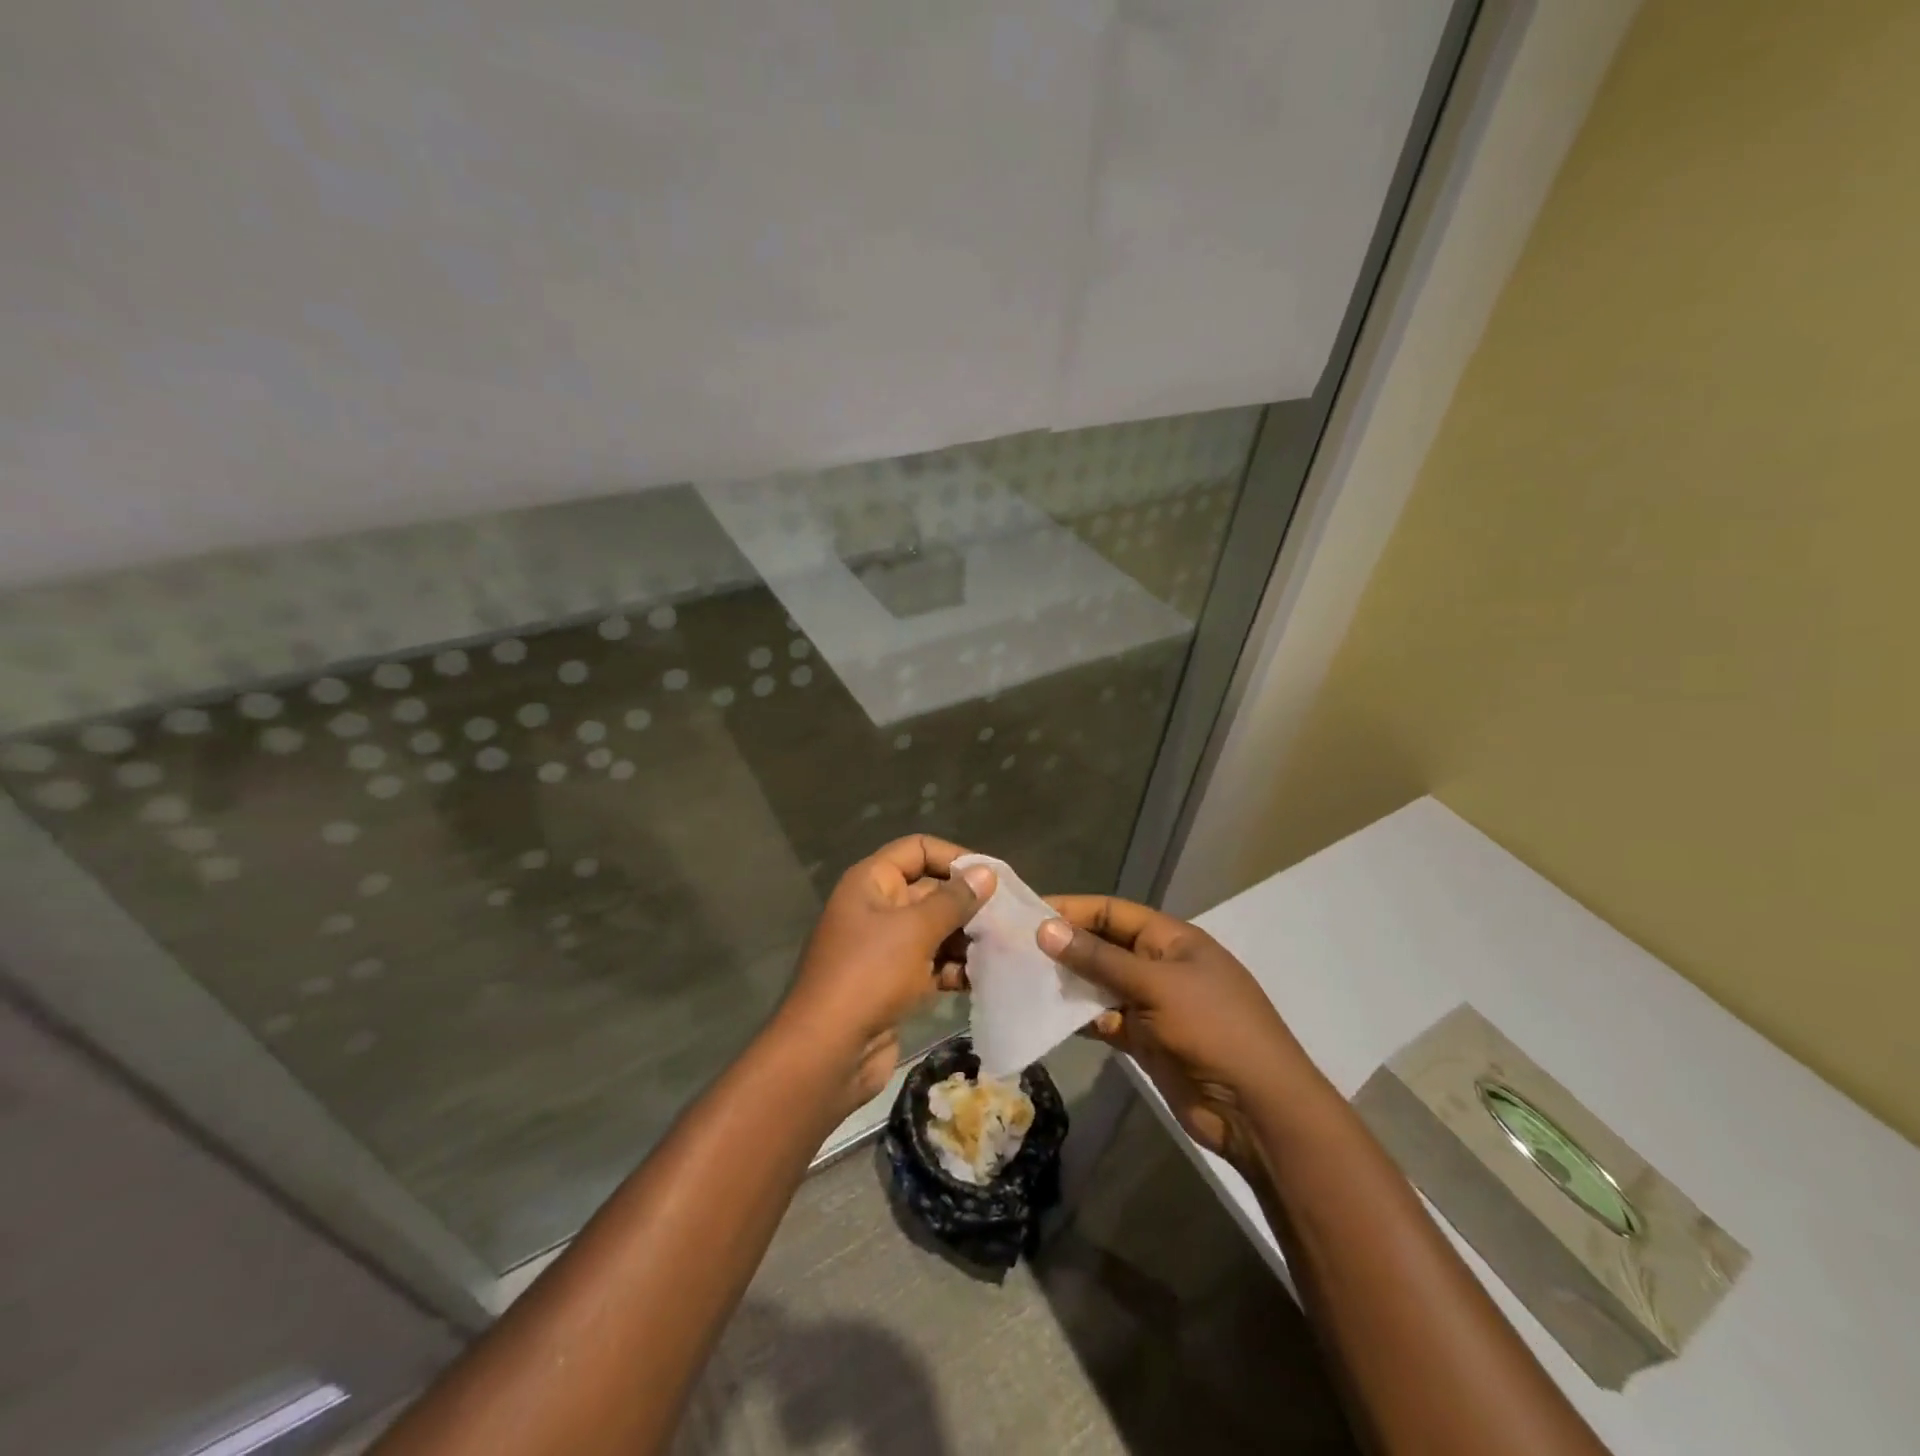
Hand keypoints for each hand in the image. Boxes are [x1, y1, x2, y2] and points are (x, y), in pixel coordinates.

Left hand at [777, 836, 995, 1105]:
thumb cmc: (869, 975)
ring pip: (934, 930)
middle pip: (930, 890)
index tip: (992, 877)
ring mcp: (884, 948)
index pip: (917, 850)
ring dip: (966, 938)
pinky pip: (931, 964)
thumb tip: (987, 873)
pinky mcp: (894, 984)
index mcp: (871, 883)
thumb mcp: (915, 930)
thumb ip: (954, 900)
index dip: (954, 857)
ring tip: (1004, 947)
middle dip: (967, 903)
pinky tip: (984, 977)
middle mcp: (877, 908)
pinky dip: (955, 968)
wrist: (828, 1053)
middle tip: (1009, 917)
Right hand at [1038, 896, 1330, 1168]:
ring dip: (1067, 982)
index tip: (1028, 913)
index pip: (1113, 912)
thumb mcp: (1156, 985)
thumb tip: (1046, 929)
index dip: (1073, 909)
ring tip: (1021, 979)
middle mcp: (1159, 966)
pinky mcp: (1145, 1039)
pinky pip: (1104, 1019)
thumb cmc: (1213, 1029)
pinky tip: (1047, 1015)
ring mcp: (1152, 1004)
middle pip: (1104, 946)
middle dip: (1065, 946)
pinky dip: (1080, 1017)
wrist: (1256, 1109)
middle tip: (1015, 947)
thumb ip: (1099, 959)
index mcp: (1172, 939)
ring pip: (1100, 984)